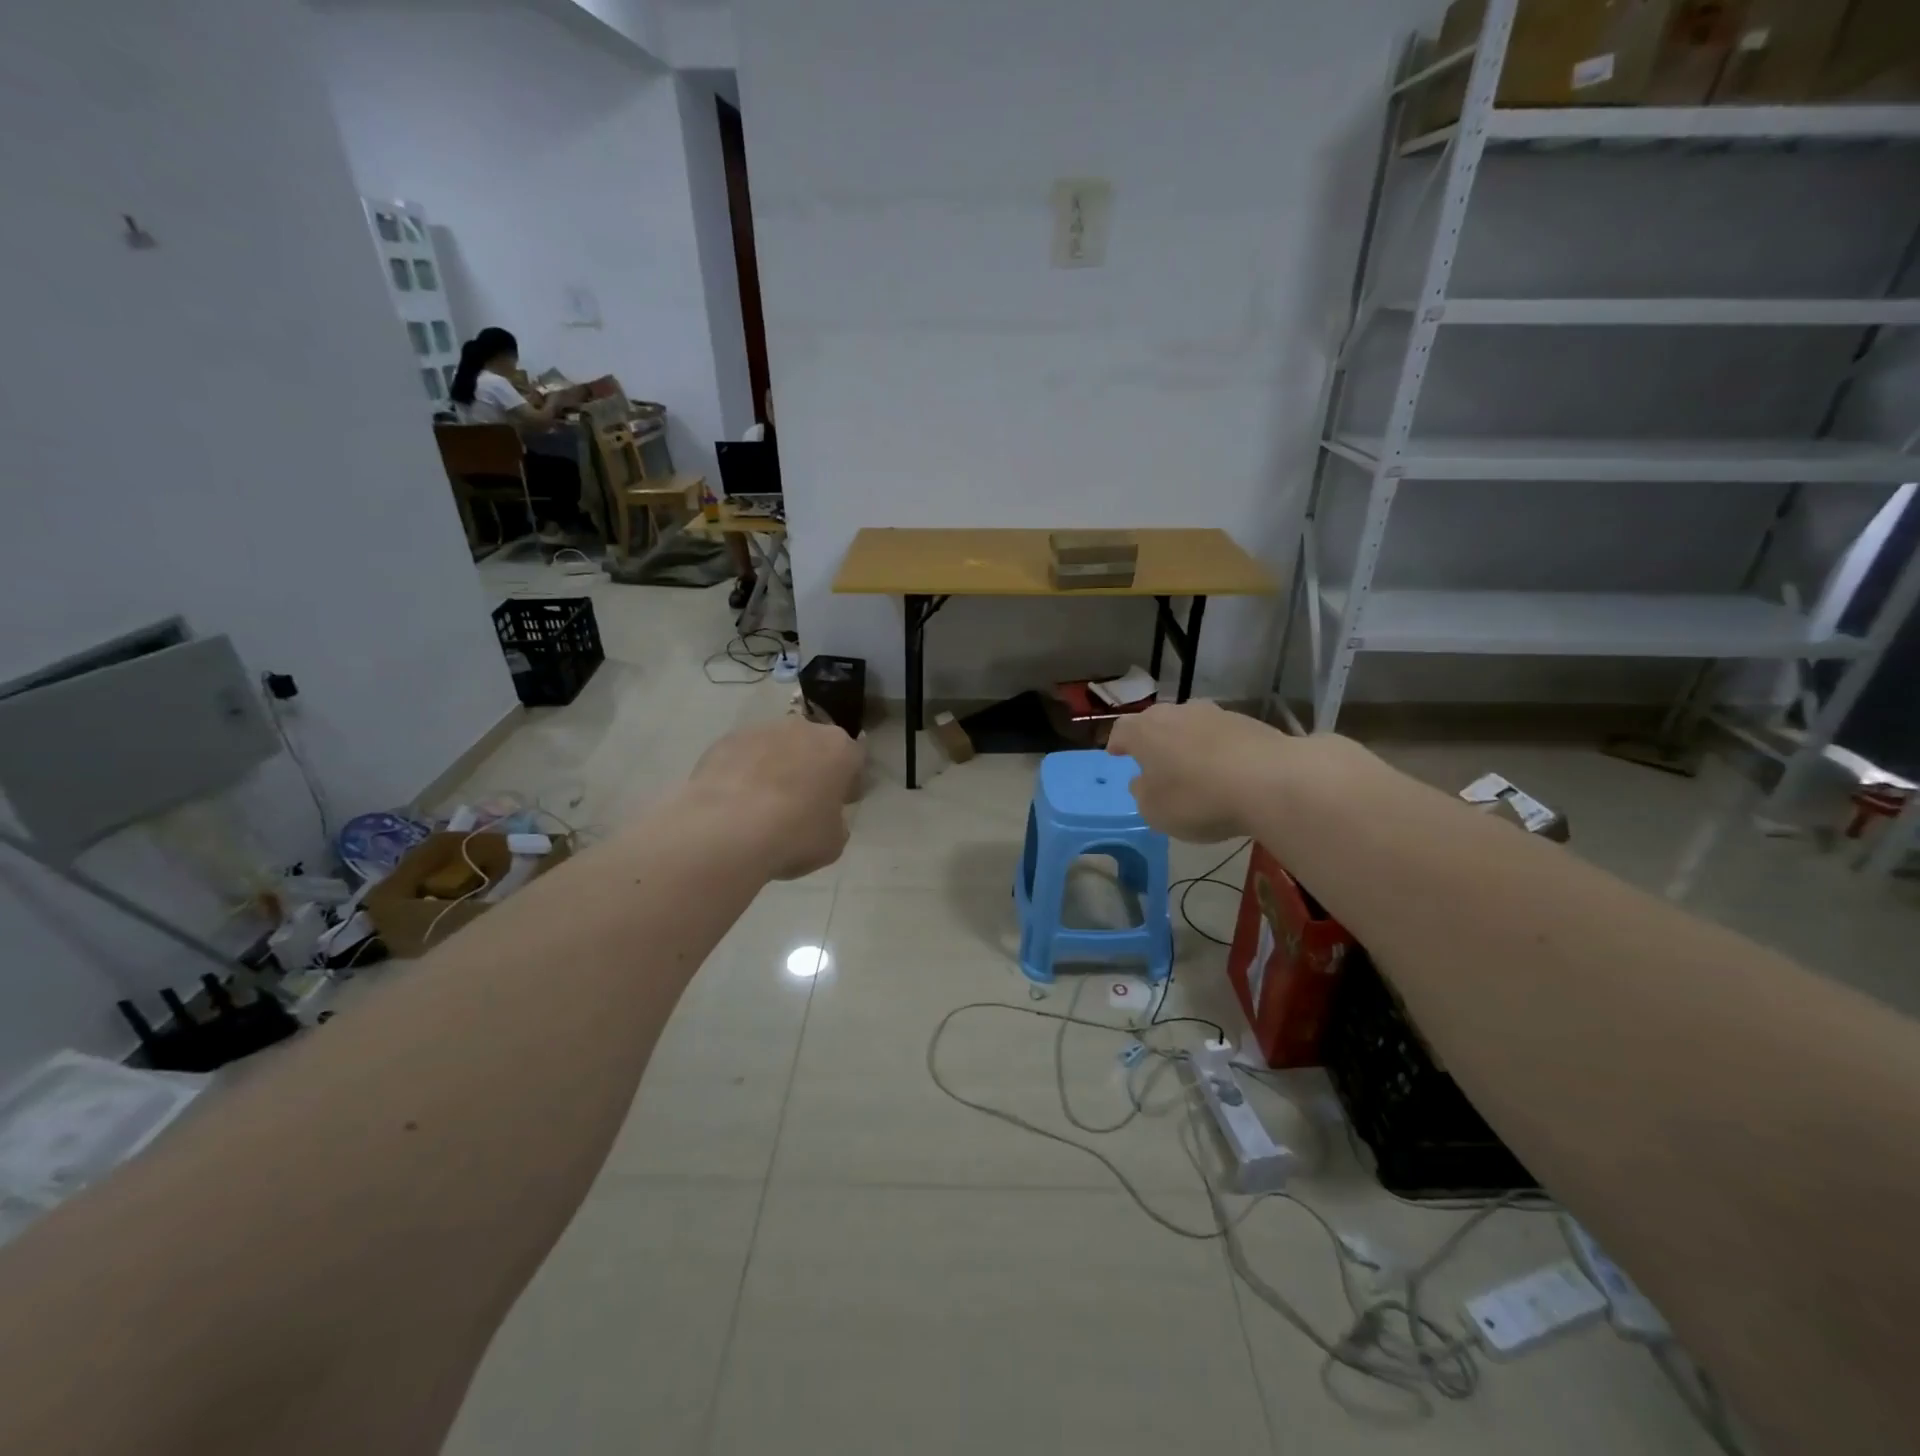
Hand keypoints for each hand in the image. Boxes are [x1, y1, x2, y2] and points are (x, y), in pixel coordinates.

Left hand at [689, 717, 864, 879]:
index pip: (854, 759)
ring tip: (761, 804)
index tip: (840, 803)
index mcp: (839, 748)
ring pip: (776, 747)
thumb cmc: (794, 835)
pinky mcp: (726, 740)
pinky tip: (735, 802)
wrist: (727, 831)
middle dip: (811, 768)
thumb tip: (823, 816)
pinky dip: (743, 772)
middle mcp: (803, 729)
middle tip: (801, 802)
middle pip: (813, 745)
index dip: (849, 782)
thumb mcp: (834, 841)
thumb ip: (836, 821)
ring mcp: (761, 730)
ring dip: (775, 767)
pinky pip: (743, 755)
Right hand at [1105, 701, 1289, 841]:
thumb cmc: (1198, 798)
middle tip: (1154, 759)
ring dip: (1187, 741)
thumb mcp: (1155, 811)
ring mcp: (1215, 714)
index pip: (1122, 730)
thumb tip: (1143, 781)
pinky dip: (1218, 748)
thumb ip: (1143, 794)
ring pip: (1191, 724)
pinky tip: (1226, 770)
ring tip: (1192, 765)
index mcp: (1145, 732)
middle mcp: (1176, 713)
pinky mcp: (1248, 723)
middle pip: (1157, 721)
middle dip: (1153, 738)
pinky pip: (1222, 735)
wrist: (1269, 781)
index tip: (1116, 753)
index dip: (1118, 743)